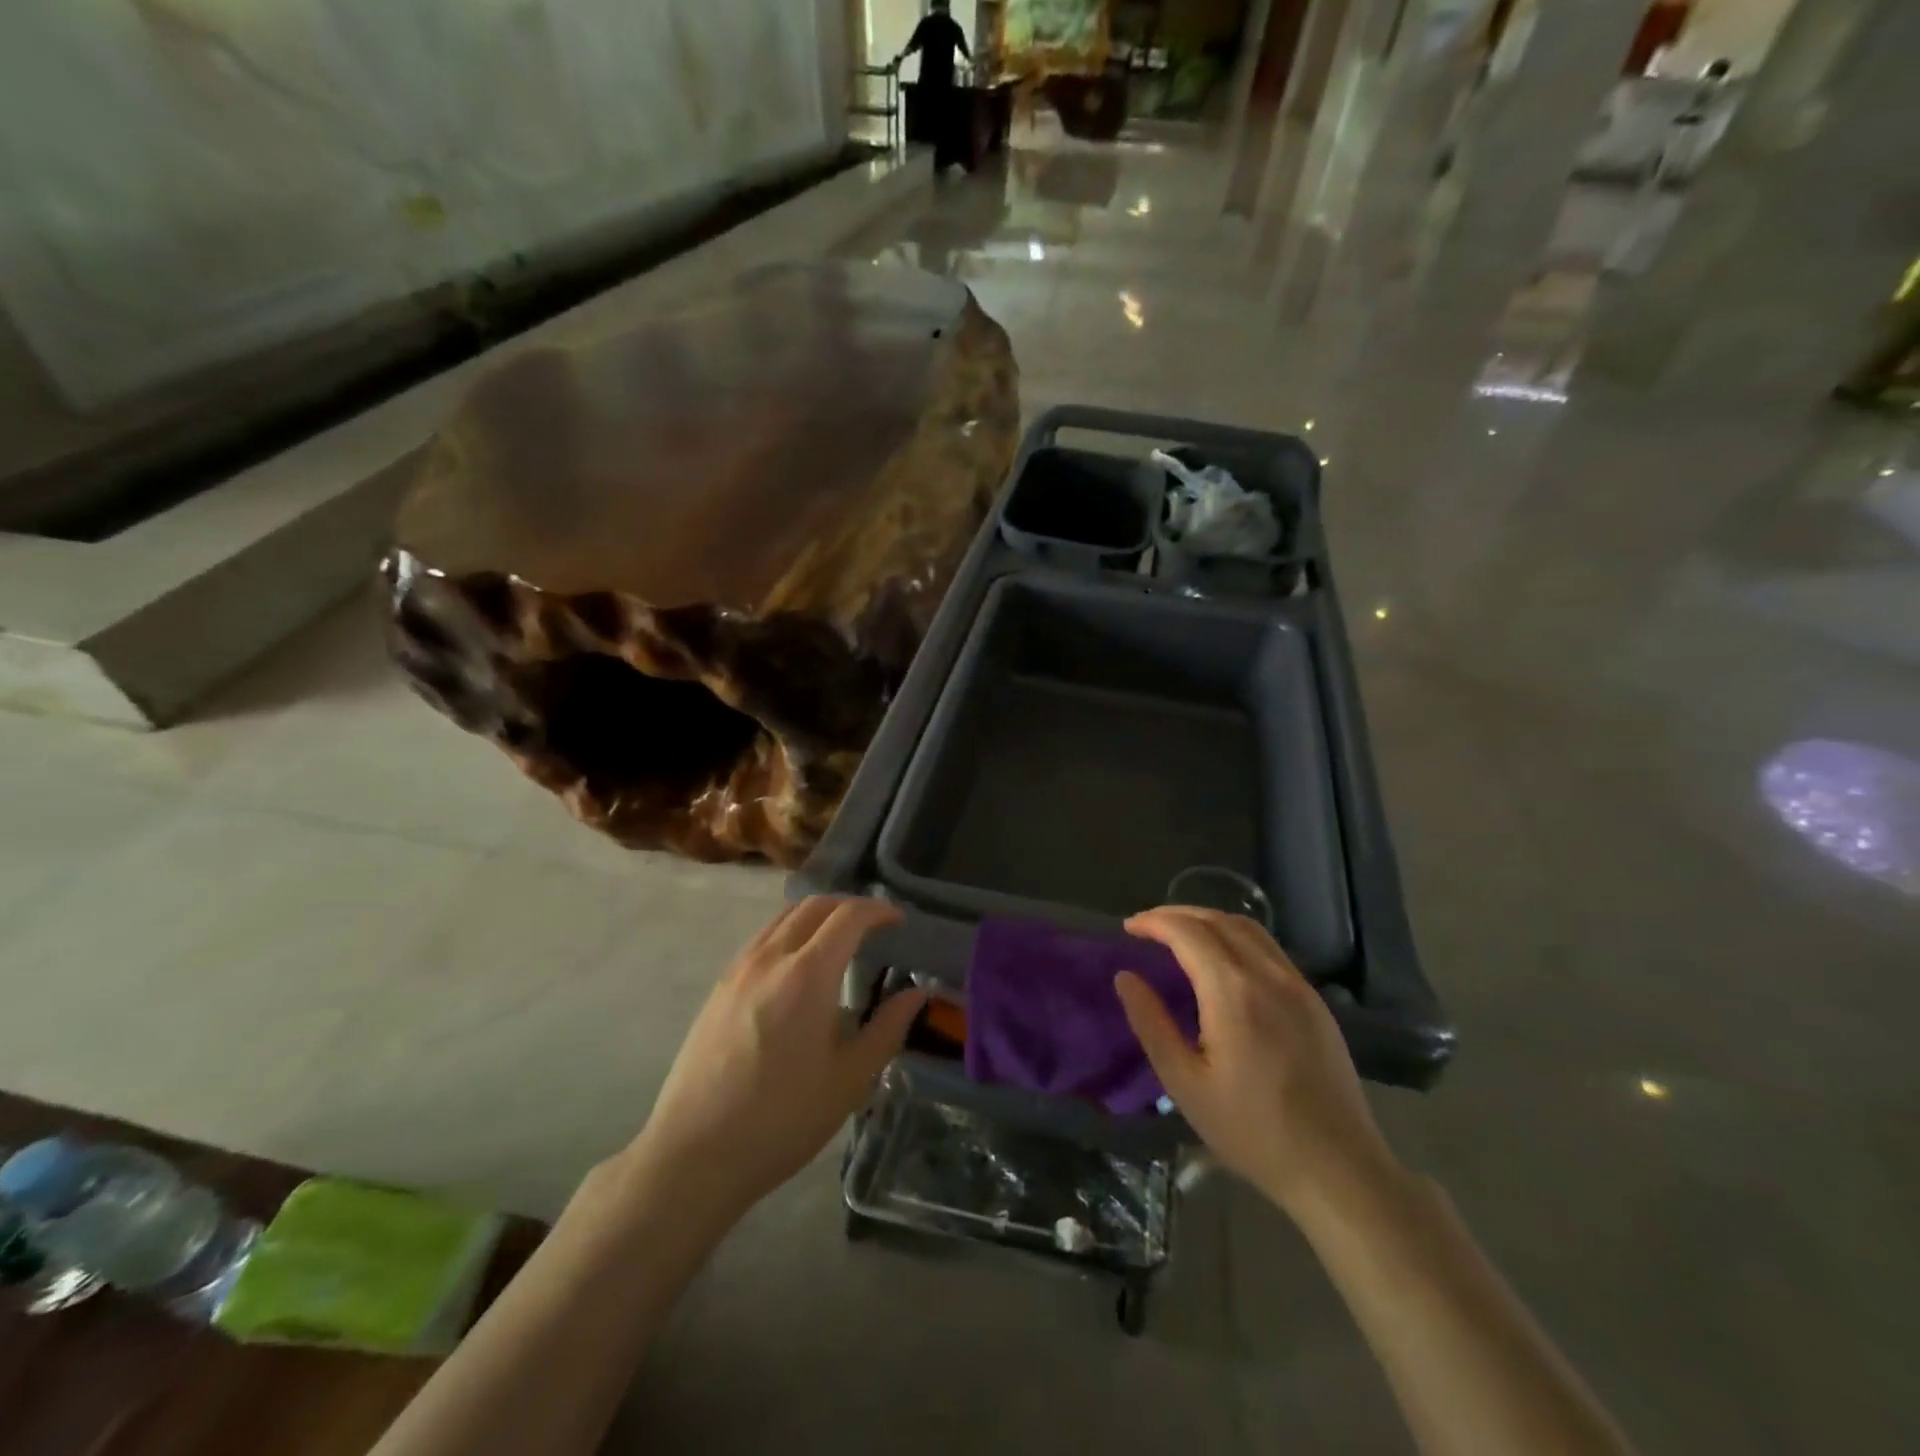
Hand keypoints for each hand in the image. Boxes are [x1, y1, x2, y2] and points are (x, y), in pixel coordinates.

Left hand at [630, 897, 922, 1217]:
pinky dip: (790, 933)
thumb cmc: (783, 1119)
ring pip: (784, 917)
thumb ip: (888, 1028)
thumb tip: (918, 993)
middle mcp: (771, 957)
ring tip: (839, 942)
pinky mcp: (719, 987)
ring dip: (817, 916)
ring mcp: (739, 969)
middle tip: (874, 927)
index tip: (899, 921)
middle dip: (849, 906)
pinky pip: (762, 939)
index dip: (879, 910)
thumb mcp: (850, 1079)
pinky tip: (798, 968)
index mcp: (808, 974)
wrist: (695, 1154)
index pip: (849, 915)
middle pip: (815, 905)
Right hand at [1115, 907, 1401, 1220]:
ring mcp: (1297, 985)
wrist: (1338, 1169)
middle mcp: (1268, 975)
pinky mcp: (1315, 1001)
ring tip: (1180, 934)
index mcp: (1233, 992)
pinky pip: (1269, 949)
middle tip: (1147, 926)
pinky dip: (1236, 937)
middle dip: (1177, 914)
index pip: (1188, 932)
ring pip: (1248, 928)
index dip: (1155, 922)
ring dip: (1208, 920)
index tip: (1128, 927)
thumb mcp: (1185, 1084)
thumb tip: (1125, 977)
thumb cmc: (1252, 1131)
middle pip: (1218, 920)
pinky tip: (1223, 960)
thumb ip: (1151, 1024)